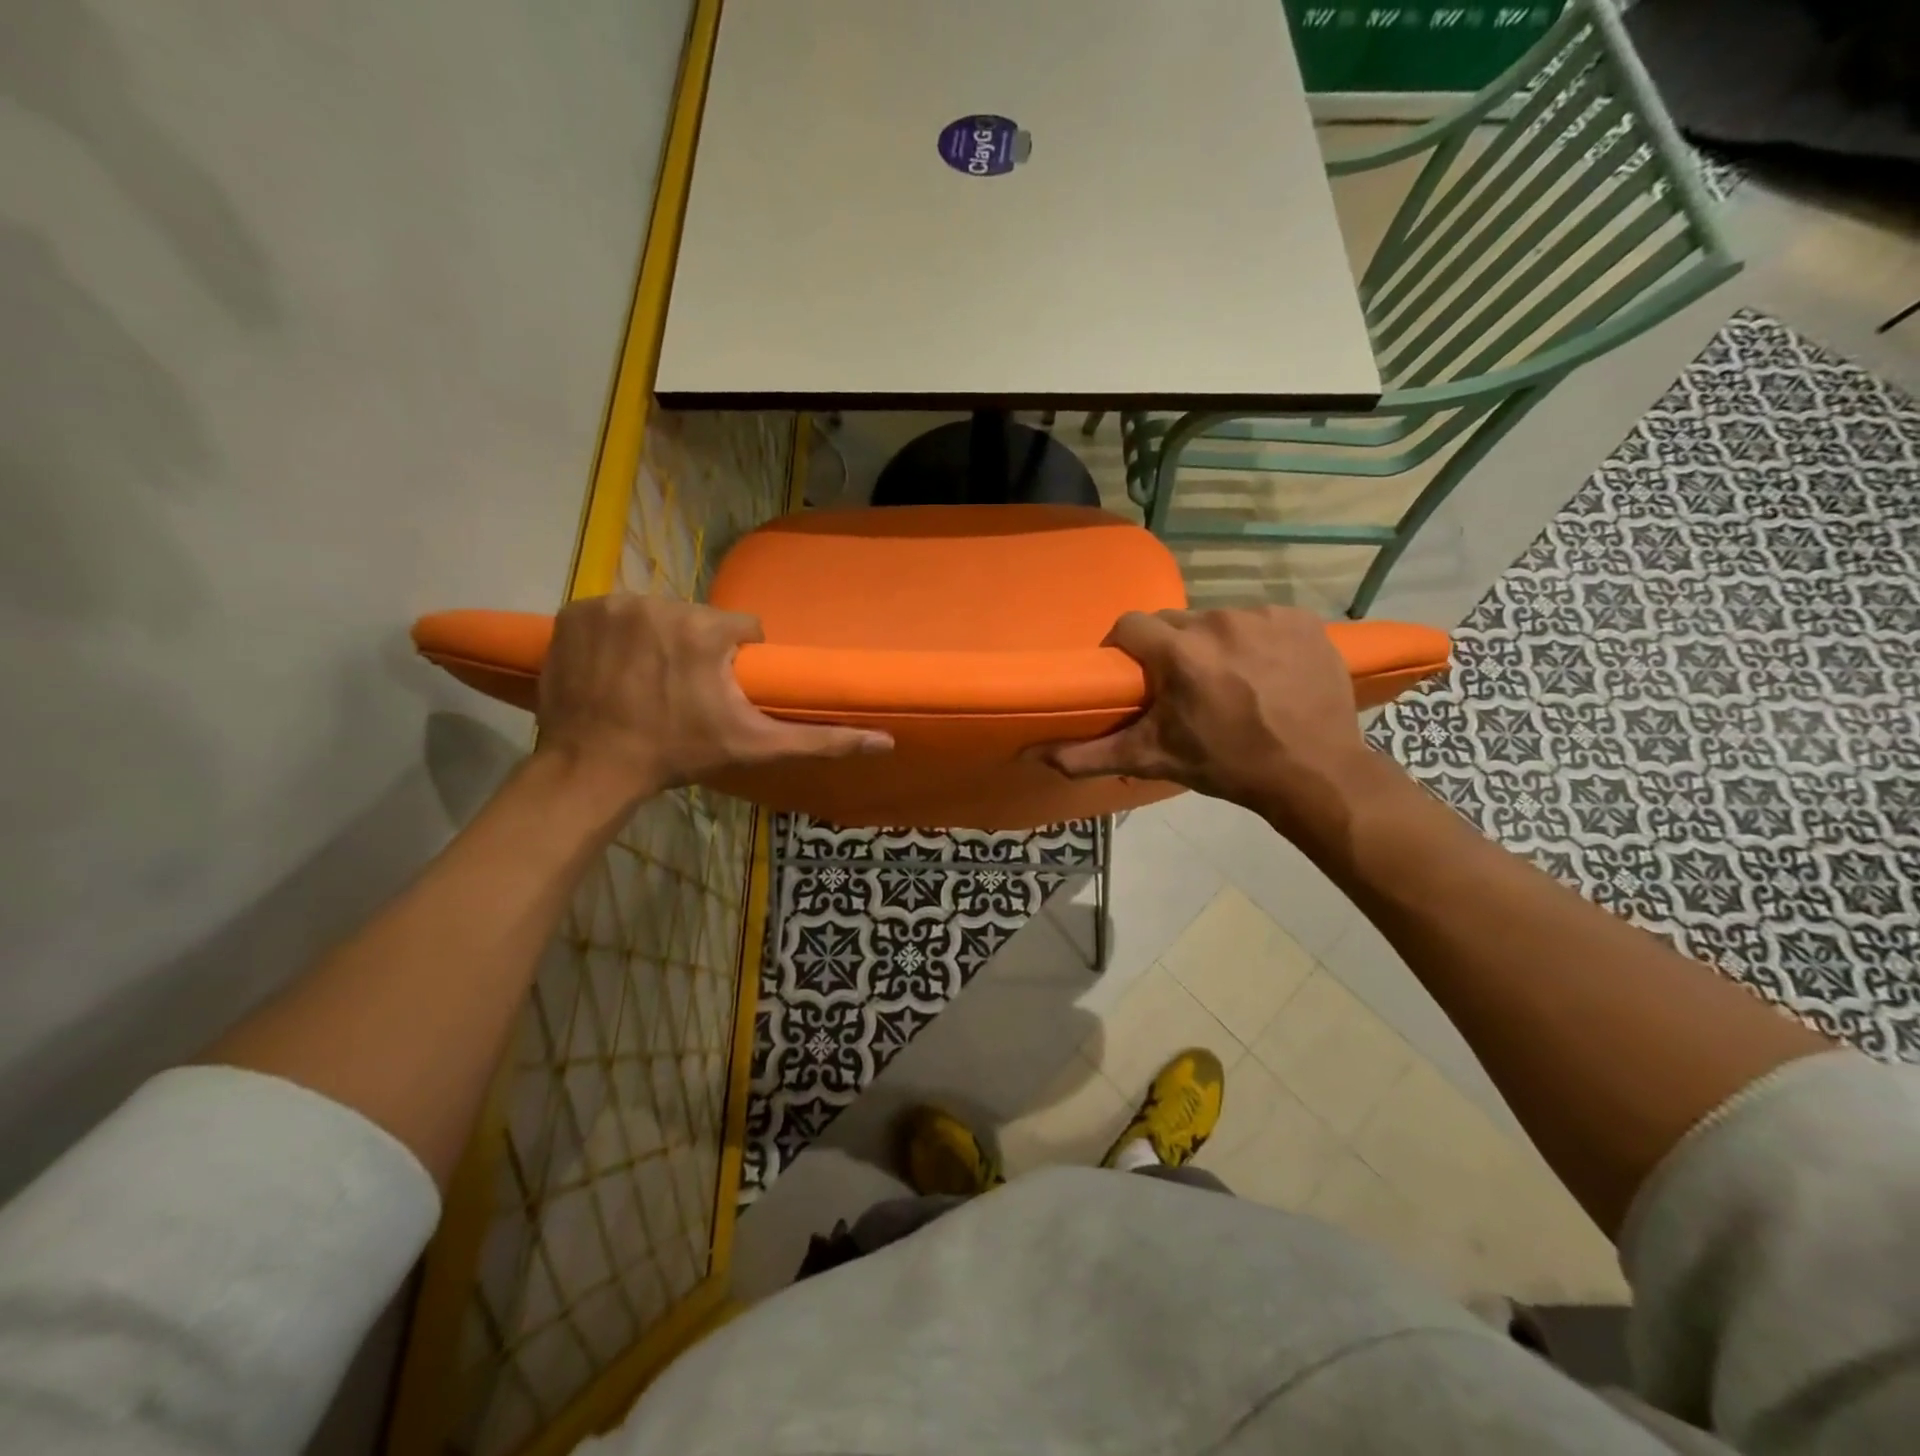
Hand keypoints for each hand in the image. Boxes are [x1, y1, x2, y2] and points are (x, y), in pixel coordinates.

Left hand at [534, 593, 891, 803]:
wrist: (593, 768)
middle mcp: (656, 603)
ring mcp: (609, 605)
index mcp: (704, 629)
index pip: (741, 628)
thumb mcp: (755, 747)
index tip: (721, 690)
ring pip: (655, 614)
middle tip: (683, 691)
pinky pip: (612, 613)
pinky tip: (615, 669)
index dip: (737, 659)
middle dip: (696, 648)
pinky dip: (616, 635)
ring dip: (657, 640)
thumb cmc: (679, 754)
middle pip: (696, 618)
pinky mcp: (573, 612)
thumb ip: (821, 739)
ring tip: (648, 681)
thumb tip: (886, 741)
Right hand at [1040, 607, 1381, 845]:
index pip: (1130, 625)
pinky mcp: (1301, 619)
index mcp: (1180, 652)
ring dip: (1213, 645)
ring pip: (1217, 620)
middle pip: (1175, 622)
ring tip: (1229, 683)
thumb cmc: (1227, 765)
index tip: (1134, 676)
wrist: (1314, 773)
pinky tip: (1266, 674)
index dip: (1125, 649)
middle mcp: (1219, 621)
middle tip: (1182, 688)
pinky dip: (1256, 641)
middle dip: (1171, 650)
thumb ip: (1089, 755)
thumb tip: (1032, 754)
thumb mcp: (1153, 759)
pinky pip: (1260, 620)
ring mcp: (1265, 616)